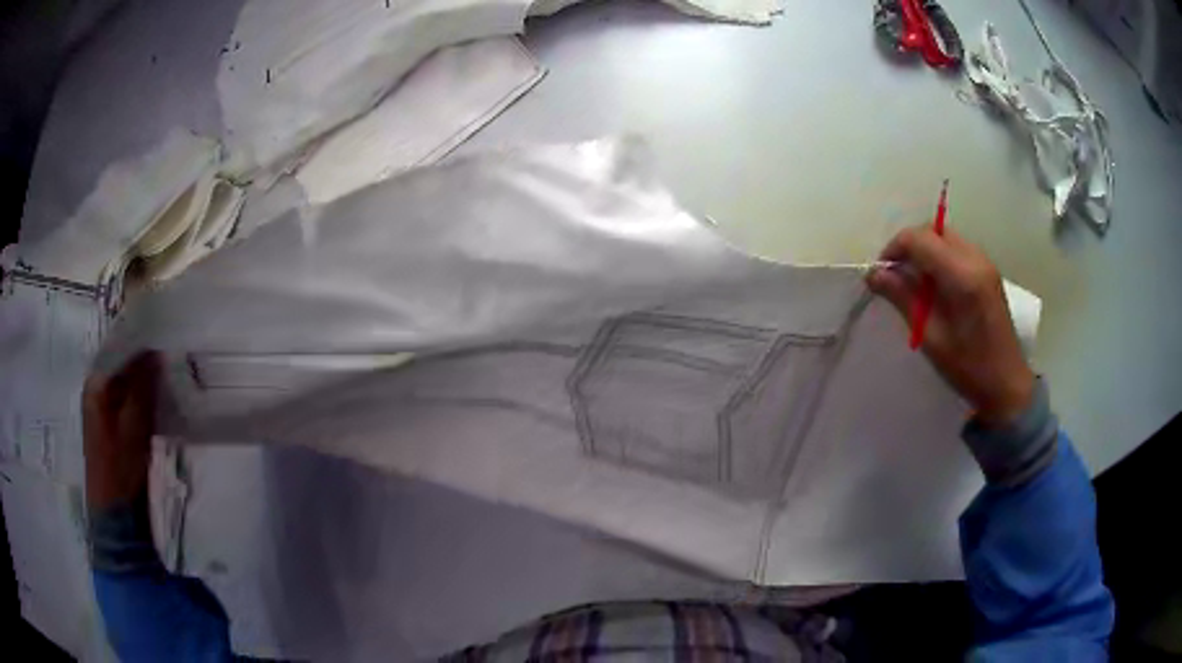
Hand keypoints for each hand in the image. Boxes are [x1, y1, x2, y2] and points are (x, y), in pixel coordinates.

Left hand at [82, 352, 160, 510]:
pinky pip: (126, 399)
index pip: (119, 346)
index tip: (165, 339)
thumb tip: (155, 349)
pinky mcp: (109, 424)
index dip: (142, 341)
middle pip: (121, 362)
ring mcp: (101, 407)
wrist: (114, 514)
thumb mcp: (134, 426)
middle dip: (144, 360)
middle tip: (170, 360)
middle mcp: (95, 388)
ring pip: (125, 381)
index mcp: (96, 382)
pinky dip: (140, 397)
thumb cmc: (120, 469)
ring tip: (167, 379)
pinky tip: (155, 403)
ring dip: (143, 380)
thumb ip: (142, 386)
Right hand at [867, 225, 1034, 425]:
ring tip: (914, 284)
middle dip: (909, 246)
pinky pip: (956, 249)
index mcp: (962, 276)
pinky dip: (939, 258)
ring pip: (945, 237)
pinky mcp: (988, 271)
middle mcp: (975, 259)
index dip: (894, 250)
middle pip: (933, 230)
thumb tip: (874, 274)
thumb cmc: (969, 369)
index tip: (881, 274)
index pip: (919, 239)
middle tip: (896, 277)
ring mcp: (985, 262)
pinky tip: (936, 287)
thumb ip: (904, 299)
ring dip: (924, 251)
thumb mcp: (931, 338)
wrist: (1008, 385)